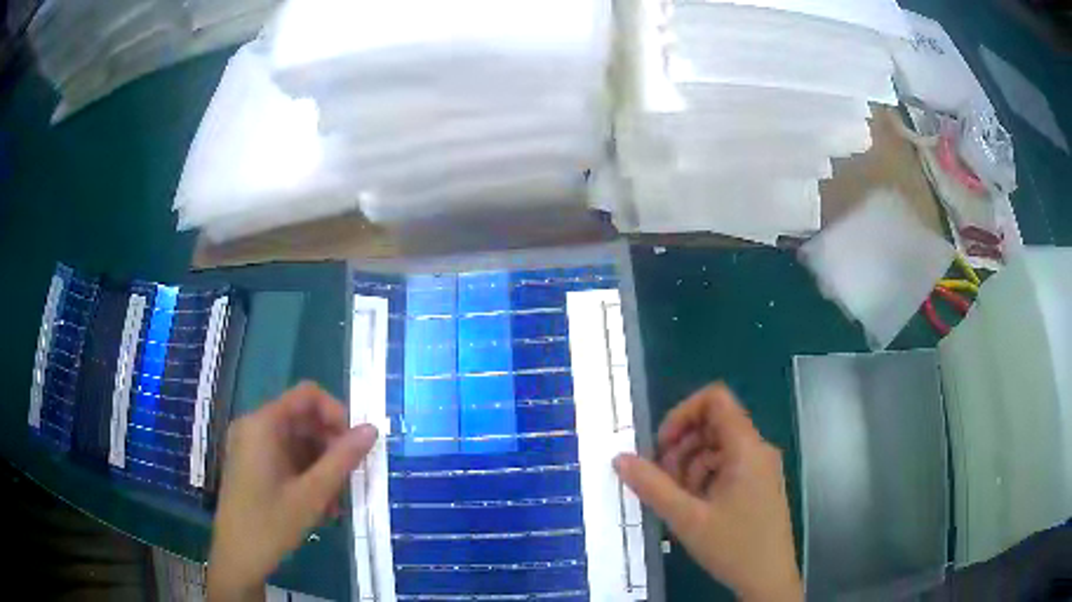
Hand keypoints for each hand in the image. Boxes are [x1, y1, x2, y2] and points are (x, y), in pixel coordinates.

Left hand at [207, 382, 377, 601]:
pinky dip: (307, 475)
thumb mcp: (313, 494)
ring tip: (337, 501)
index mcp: (263, 424)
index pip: (308, 396)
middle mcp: (255, 427)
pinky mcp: (252, 464)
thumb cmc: (271, 523)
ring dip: (322, 466)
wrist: (237, 558)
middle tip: (350, 478)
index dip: (337, 414)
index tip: (355, 445)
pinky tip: (321, 505)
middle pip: (303, 419)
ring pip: (297, 442)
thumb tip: (371, 429)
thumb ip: (343, 459)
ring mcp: (251, 446)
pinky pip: (286, 457)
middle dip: (331, 446)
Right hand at [614, 383, 801, 601]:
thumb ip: (652, 486)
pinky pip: (727, 466)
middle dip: (681, 446)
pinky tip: (694, 507)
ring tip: (676, 499)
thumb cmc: (733, 547)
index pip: (716, 399)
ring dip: (690, 466)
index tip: (661, 445)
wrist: (768, 579)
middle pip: (714, 424)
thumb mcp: (687, 518)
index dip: (683, 413)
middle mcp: (757, 449)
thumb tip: (620, 458)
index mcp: (746, 448)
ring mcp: (760, 467)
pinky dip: (704, 478)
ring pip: (718, 447)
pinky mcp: (759, 484)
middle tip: (662, 480)